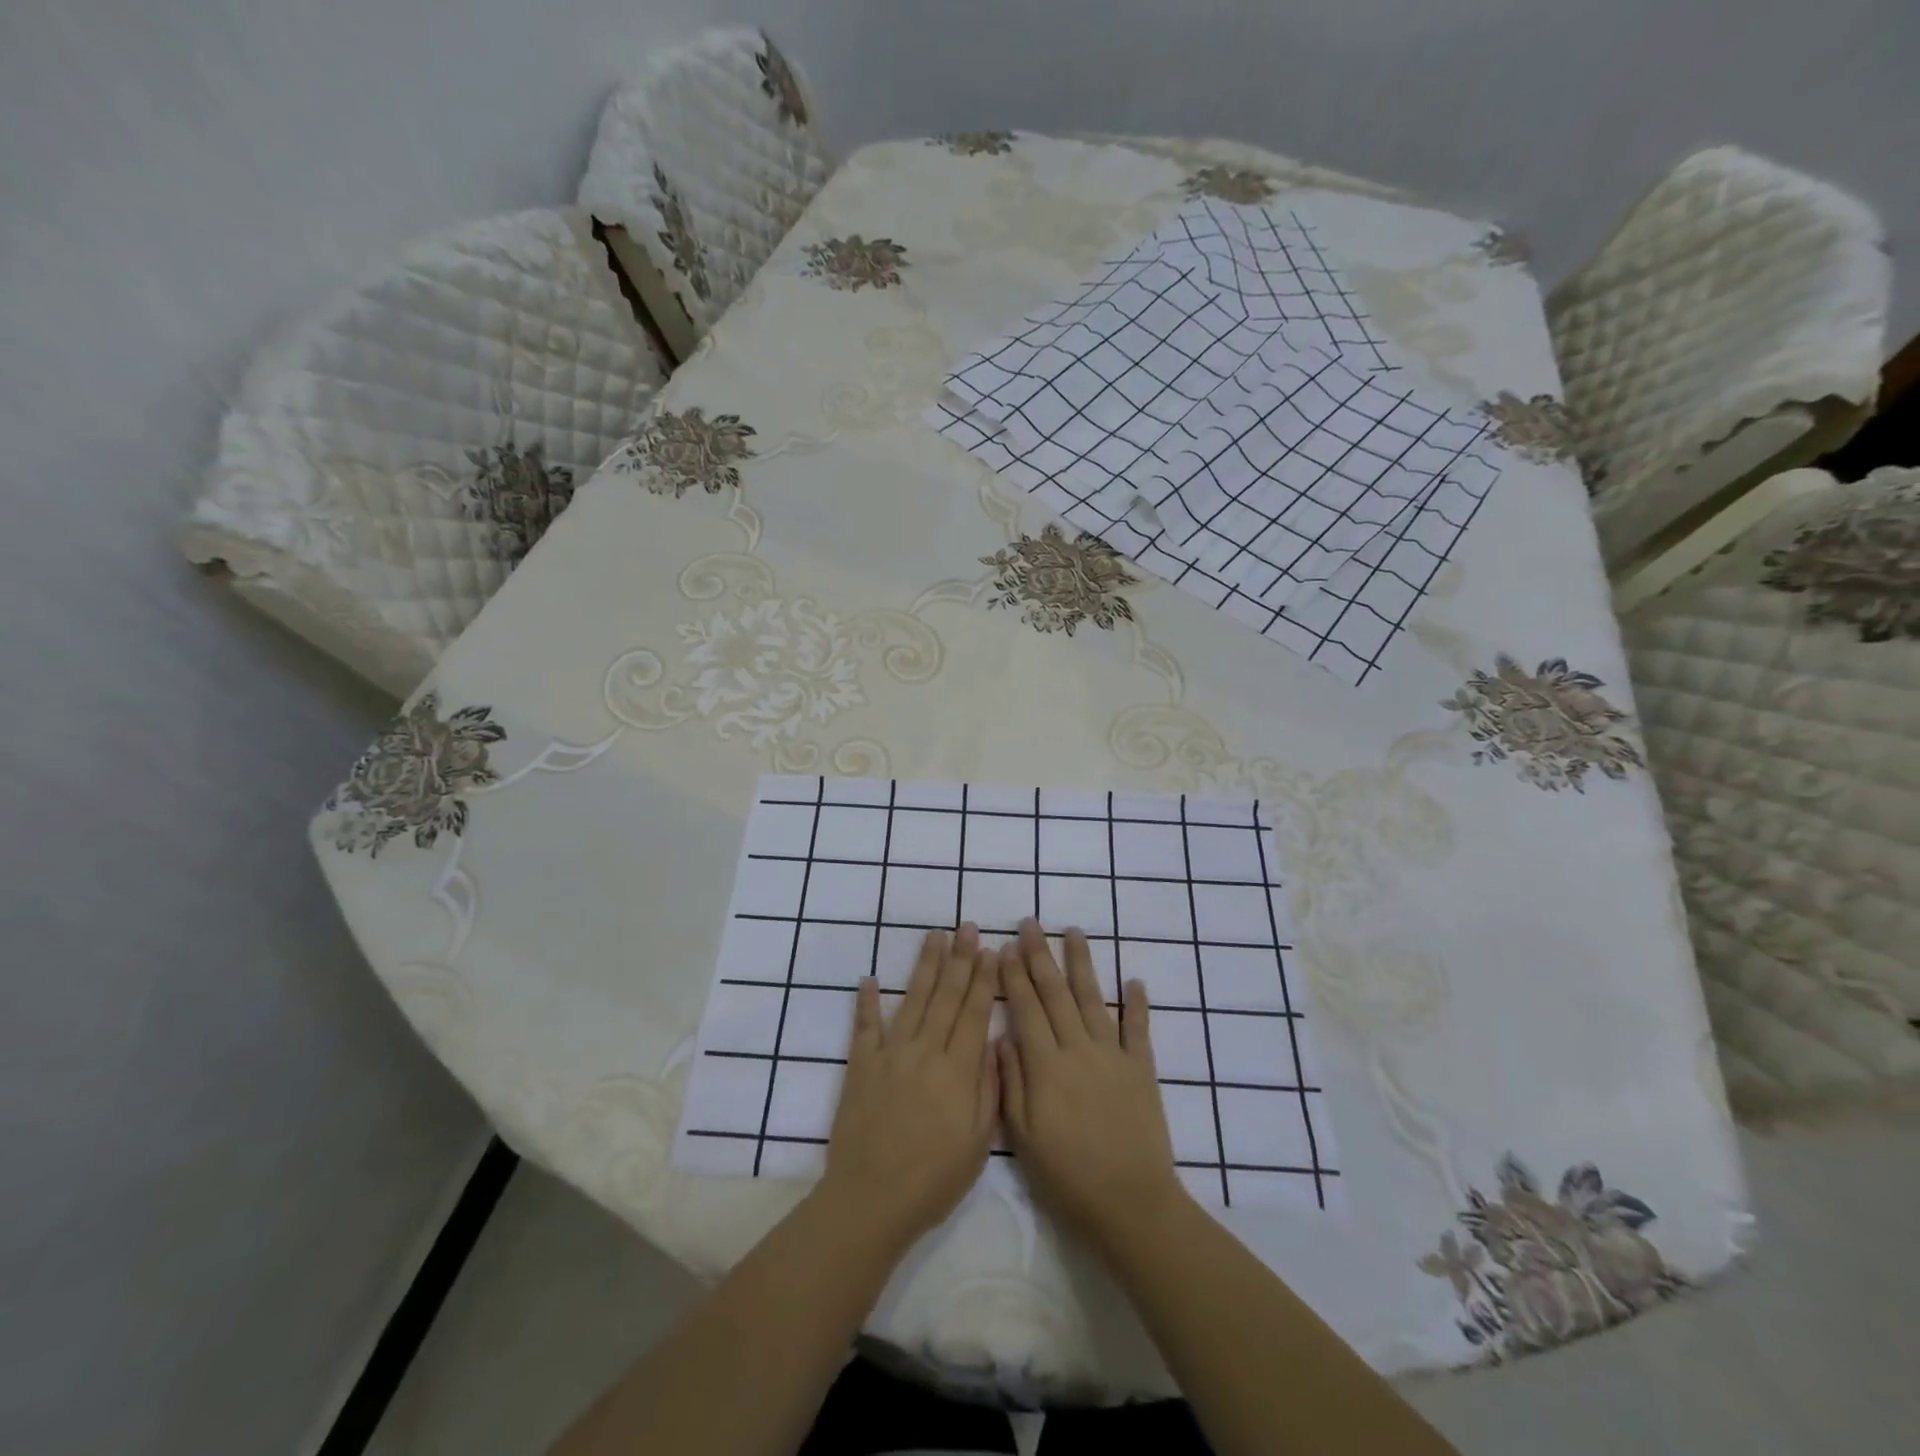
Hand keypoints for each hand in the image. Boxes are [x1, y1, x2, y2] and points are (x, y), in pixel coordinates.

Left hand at [819, 924, 997, 1250]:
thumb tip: (994, 1042)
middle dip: (958, 959)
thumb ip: (988, 1088)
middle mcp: (924, 1052)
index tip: (989, 949)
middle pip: (945, 996)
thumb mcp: (978, 1143)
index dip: (982, 979)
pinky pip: (864, 1027)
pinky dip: (867, 1001)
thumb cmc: (933, 1179)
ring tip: (934, 935)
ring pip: (911, 1000)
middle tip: (966, 926)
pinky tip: (870, 978)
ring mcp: (889, 1055)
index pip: (973, 1013)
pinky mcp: (861, 1066)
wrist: (870, 1199)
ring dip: (924, 966)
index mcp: (956, 1071)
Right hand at [998, 919, 1186, 1256]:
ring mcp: (1113, 1055)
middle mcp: (1079, 1049)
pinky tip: (1133, 979)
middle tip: (1030, 923)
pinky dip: (1136, 1003)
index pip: (1026, 1009)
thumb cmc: (1067, 1176)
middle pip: (1056, 993)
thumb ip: (1011, 1082)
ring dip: (1082, 963)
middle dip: (1040, 955)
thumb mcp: (1023, 1136)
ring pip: (1093, 999)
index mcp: (1046, 1066)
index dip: (1014, 976)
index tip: (1005, 946)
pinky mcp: (1142, 1069)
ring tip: (1073, 931)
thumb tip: (1002, 1036)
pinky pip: (1139, 1029)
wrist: (1131, 1203)